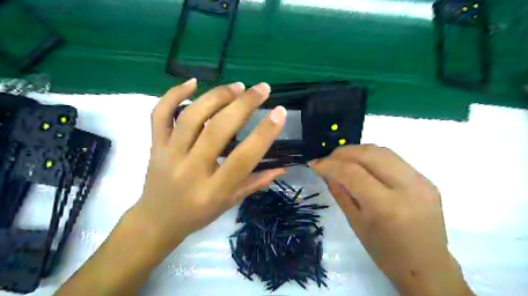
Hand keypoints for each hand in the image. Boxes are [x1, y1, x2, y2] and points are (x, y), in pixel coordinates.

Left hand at [131, 79, 287, 252]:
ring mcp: (169, 154)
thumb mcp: (230, 202)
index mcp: (213, 190)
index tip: (279, 112)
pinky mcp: (155, 145)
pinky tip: (193, 82)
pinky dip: (174, 94)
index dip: (264, 133)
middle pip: (217, 130)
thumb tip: (283, 167)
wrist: (156, 221)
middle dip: (243, 105)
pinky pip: (160, 114)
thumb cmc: (199, 214)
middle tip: (262, 89)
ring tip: (237, 86)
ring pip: (191, 117)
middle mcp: (191, 170)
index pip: (243, 158)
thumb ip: (256, 182)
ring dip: (216, 96)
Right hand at [311, 145, 474, 295]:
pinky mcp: (426, 179)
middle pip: (369, 153)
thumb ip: (340, 192)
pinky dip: (372, 158)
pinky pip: (393, 159)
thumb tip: (326, 172)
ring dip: (357, 151)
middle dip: (342, 152)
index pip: (353, 172)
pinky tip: (362, 165)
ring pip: (382, 151)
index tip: (314, 164)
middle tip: (327, 159)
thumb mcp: (356, 223)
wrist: (428, 267)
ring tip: (342, 160)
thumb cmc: (386, 253)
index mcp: (387, 206)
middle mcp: (407, 188)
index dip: (329, 164)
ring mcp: (421, 181)